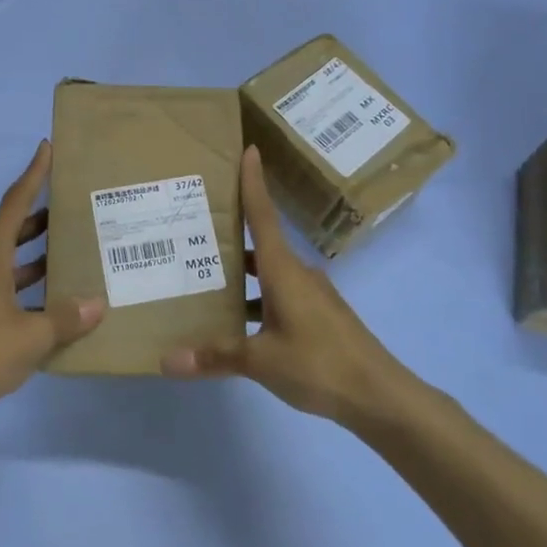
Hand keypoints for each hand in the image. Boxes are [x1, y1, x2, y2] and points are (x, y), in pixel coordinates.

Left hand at [0, 141, 103, 410]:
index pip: (14, 204)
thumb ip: (65, 318)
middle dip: (39, 218)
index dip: (32, 175)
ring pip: (7, 262)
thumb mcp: (31, 336)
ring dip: (34, 255)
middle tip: (71, 207)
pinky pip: (2, 287)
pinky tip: (50, 302)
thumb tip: (97, 305)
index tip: (46, 148)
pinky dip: (25, 287)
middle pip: (10, 231)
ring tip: (69, 251)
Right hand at [162, 146, 411, 426]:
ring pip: (268, 273)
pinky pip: (278, 295)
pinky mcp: (318, 316)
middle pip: (260, 243)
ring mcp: (311, 295)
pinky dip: (255, 298)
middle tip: (194, 225)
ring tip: (204, 276)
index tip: (248, 149)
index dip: (253, 182)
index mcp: (283, 271)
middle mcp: (297, 274)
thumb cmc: (319, 364)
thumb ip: (214, 357)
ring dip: (240, 273)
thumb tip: (165, 360)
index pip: (263, 215)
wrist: (380, 396)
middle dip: (231, 233)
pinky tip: (235, 320)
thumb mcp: (261, 361)